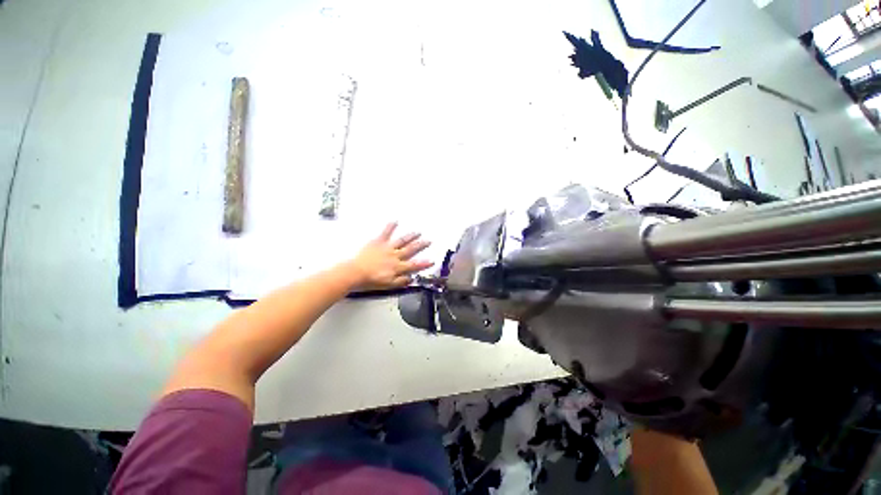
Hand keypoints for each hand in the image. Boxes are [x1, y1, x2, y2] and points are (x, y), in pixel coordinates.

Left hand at [346, 222, 433, 289]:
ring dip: (410, 236)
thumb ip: (401, 281)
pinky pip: (385, 233)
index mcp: (398, 267)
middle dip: (421, 245)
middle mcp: (395, 256)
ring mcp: (387, 248)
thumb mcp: (388, 285)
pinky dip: (390, 227)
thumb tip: (412, 278)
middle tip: (428, 241)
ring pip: (402, 241)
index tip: (432, 260)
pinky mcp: (378, 242)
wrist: (356, 272)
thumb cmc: (371, 280)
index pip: (414, 265)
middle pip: (411, 250)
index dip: (424, 263)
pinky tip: (395, 221)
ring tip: (417, 232)